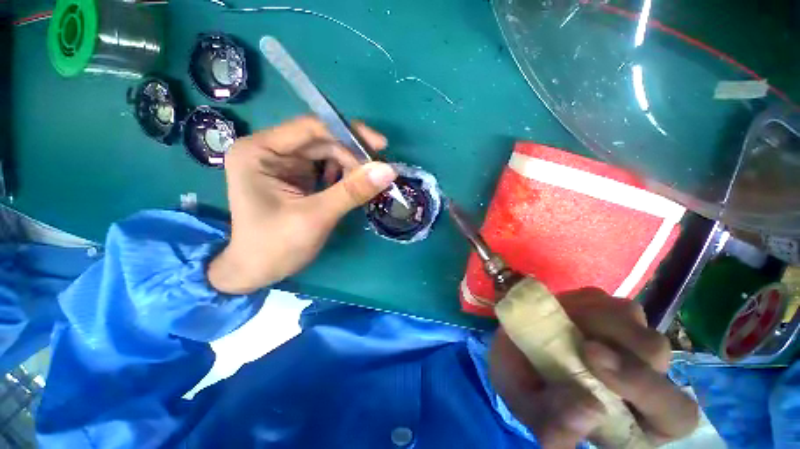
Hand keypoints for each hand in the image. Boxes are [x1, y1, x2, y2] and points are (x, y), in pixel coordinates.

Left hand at [208, 116, 397, 293]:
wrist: (258, 272)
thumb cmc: (276, 246)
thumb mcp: (316, 217)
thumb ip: (352, 191)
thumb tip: (389, 170)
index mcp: (259, 151)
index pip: (310, 128)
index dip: (348, 133)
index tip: (380, 145)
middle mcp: (270, 151)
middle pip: (321, 141)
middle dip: (352, 155)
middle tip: (379, 171)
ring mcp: (284, 164)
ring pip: (327, 155)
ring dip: (350, 167)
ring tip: (367, 183)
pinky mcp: (296, 178)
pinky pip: (326, 169)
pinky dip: (343, 177)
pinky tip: (352, 188)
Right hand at [489, 289, 698, 447]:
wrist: (508, 337)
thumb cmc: (519, 378)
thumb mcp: (526, 405)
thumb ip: (553, 426)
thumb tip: (591, 411)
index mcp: (630, 417)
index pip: (675, 415)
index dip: (649, 395)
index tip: (597, 372)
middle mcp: (640, 376)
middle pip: (660, 361)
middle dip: (628, 360)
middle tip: (585, 348)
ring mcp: (627, 337)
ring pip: (639, 327)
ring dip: (601, 328)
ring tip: (562, 330)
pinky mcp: (608, 309)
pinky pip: (614, 304)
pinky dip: (589, 307)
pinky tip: (565, 314)